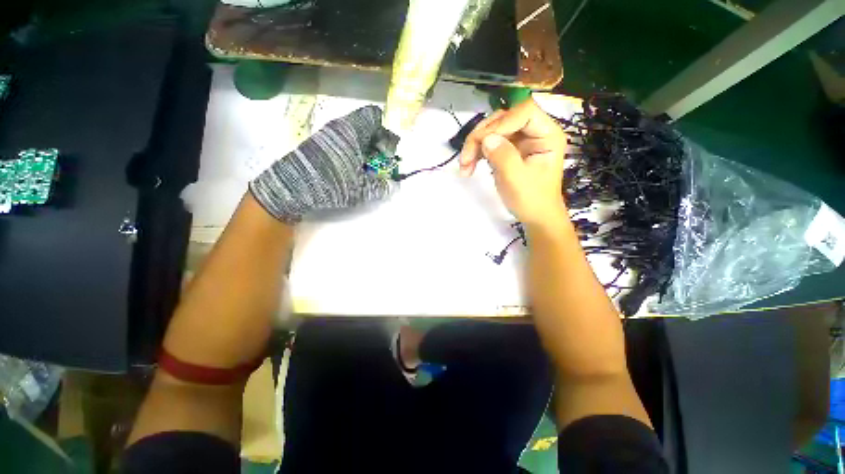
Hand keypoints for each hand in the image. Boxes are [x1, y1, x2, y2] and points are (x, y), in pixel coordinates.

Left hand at [250, 105, 394, 223]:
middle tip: (380, 164)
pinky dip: (352, 154)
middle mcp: (340, 127)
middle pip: (366, 127)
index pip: (374, 116)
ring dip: (365, 151)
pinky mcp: (319, 145)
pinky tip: (351, 171)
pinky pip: (343, 143)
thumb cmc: (333, 183)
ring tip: (366, 170)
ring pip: (354, 136)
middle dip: (377, 144)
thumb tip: (394, 185)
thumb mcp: (362, 188)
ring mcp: (327, 135)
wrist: (292, 187)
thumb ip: (382, 186)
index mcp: (352, 130)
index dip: (385, 133)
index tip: (387, 153)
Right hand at [459, 99, 567, 227]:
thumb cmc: (531, 200)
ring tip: (464, 166)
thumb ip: (503, 156)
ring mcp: (520, 140)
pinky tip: (469, 167)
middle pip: (503, 118)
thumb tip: (486, 139)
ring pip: (492, 129)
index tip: (483, 143)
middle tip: (466, 158)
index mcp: (546, 135)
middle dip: (481, 136)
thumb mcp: (517, 180)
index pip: (524, 112)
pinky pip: (489, 142)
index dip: (501, 123)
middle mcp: (534, 132)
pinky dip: (476, 153)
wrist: (534, 216)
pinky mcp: (509, 149)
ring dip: (474, 145)